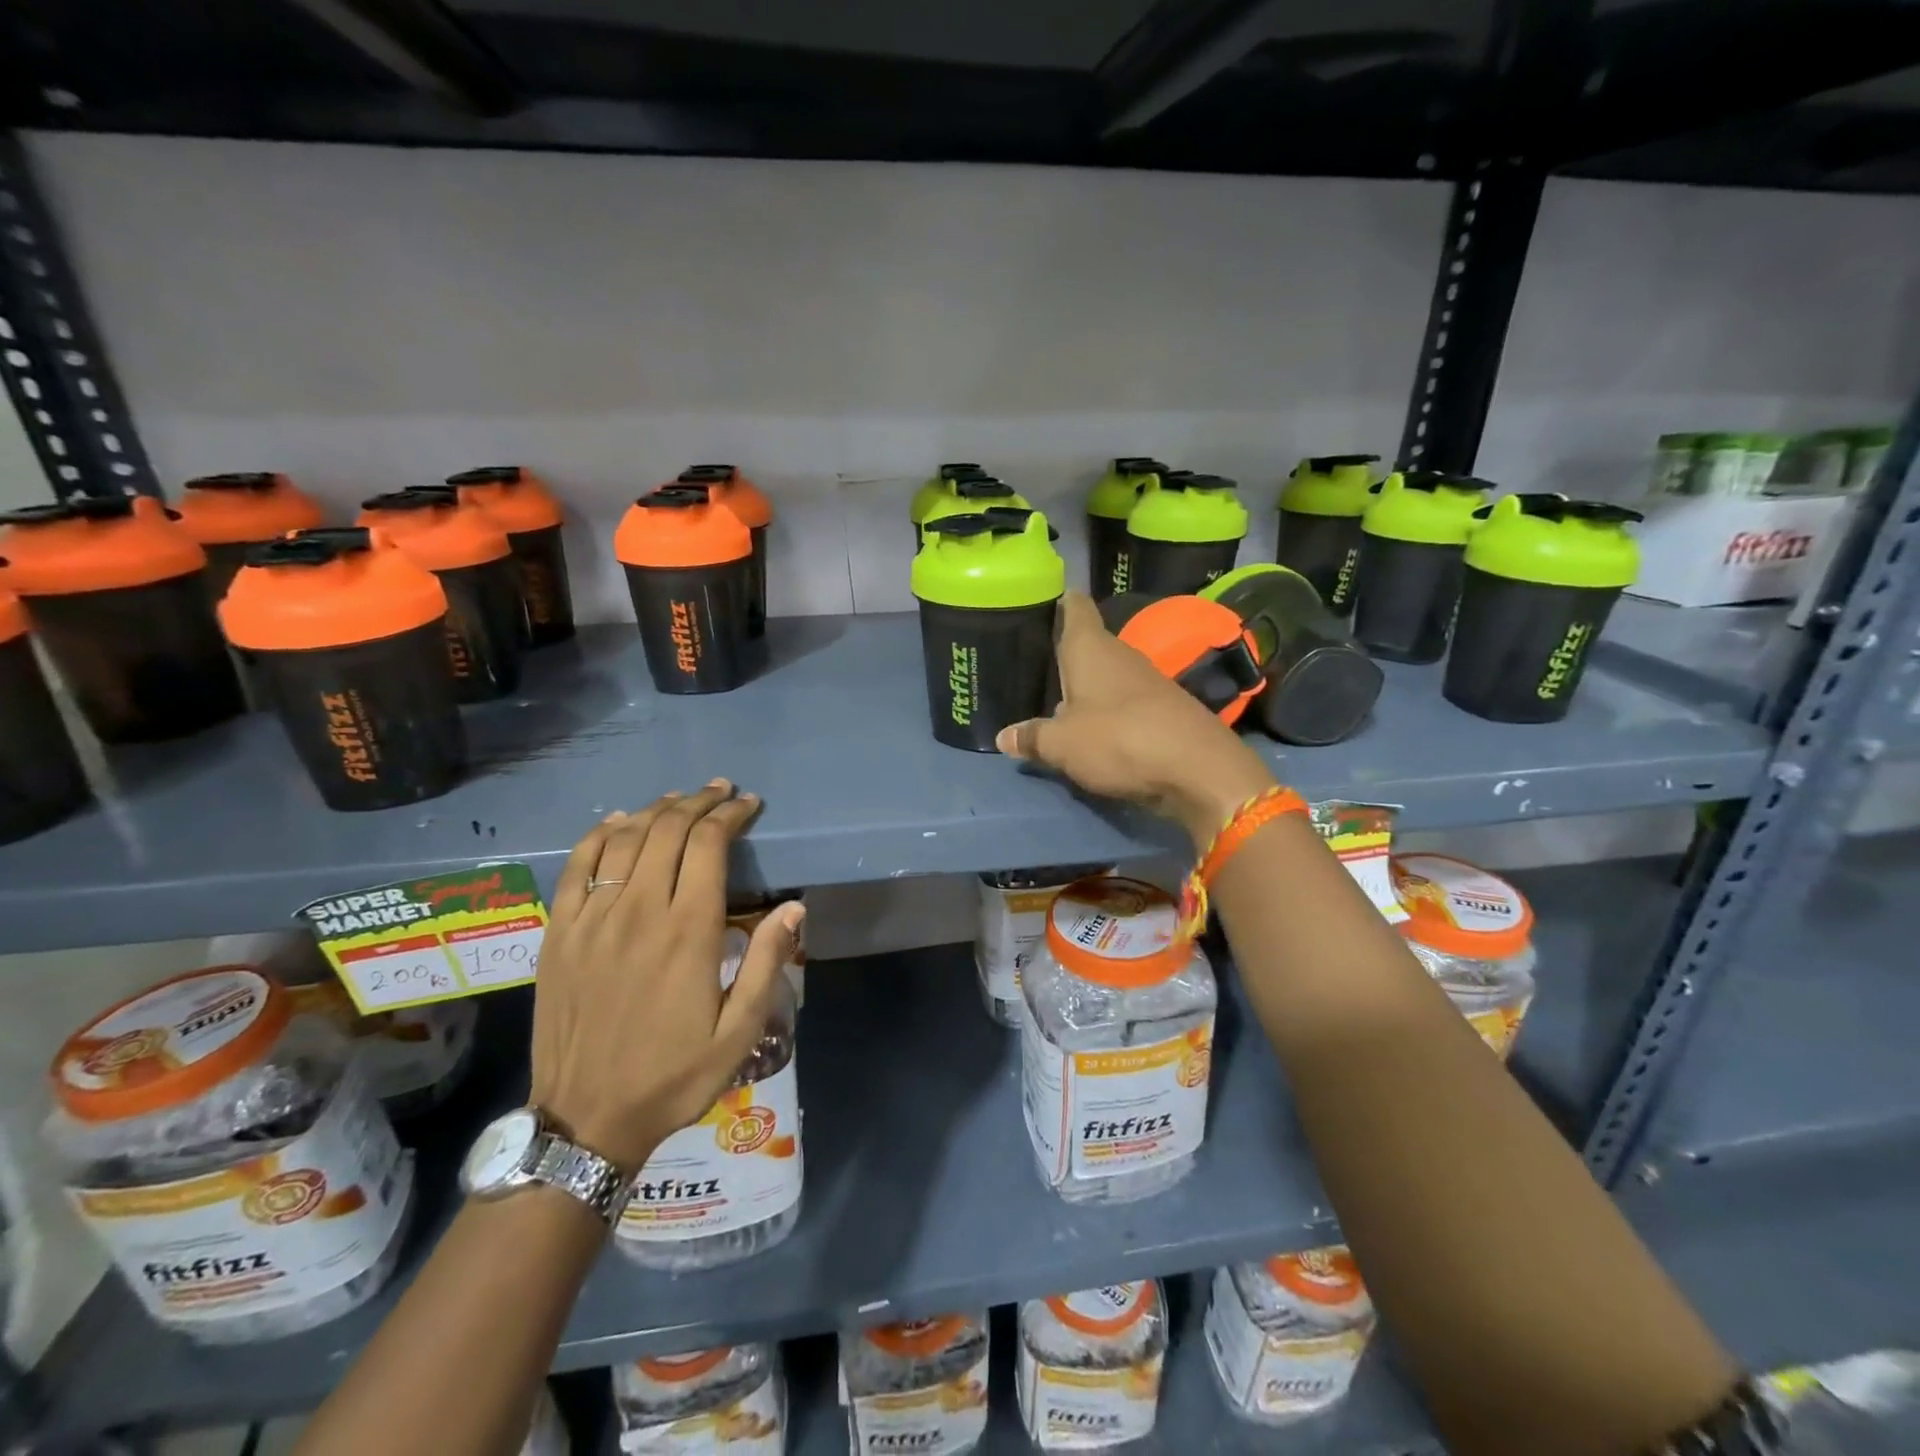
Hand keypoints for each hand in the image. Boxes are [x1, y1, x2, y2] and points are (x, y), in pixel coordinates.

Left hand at [528, 781, 803, 1175]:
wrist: (586, 1119)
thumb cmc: (674, 1075)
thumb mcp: (738, 1032)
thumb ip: (765, 963)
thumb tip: (792, 907)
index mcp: (687, 931)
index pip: (708, 845)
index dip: (730, 815)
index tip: (748, 804)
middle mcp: (637, 911)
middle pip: (667, 830)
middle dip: (698, 802)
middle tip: (721, 792)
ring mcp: (591, 920)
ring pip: (624, 839)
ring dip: (655, 810)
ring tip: (679, 799)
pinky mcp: (559, 934)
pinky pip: (576, 866)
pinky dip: (599, 834)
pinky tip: (618, 822)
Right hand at [996, 591, 1276, 845]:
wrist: (1197, 768)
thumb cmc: (1118, 740)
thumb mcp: (1062, 745)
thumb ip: (1032, 737)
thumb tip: (1004, 736)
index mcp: (1091, 648)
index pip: (1076, 607)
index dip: (1060, 601)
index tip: (1042, 603)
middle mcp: (1120, 655)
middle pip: (1089, 643)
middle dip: (1065, 653)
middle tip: (1033, 663)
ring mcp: (1146, 681)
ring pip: (1107, 674)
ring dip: (1087, 686)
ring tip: (1055, 698)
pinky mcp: (1164, 708)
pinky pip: (1124, 701)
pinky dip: (1108, 710)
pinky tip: (1093, 727)